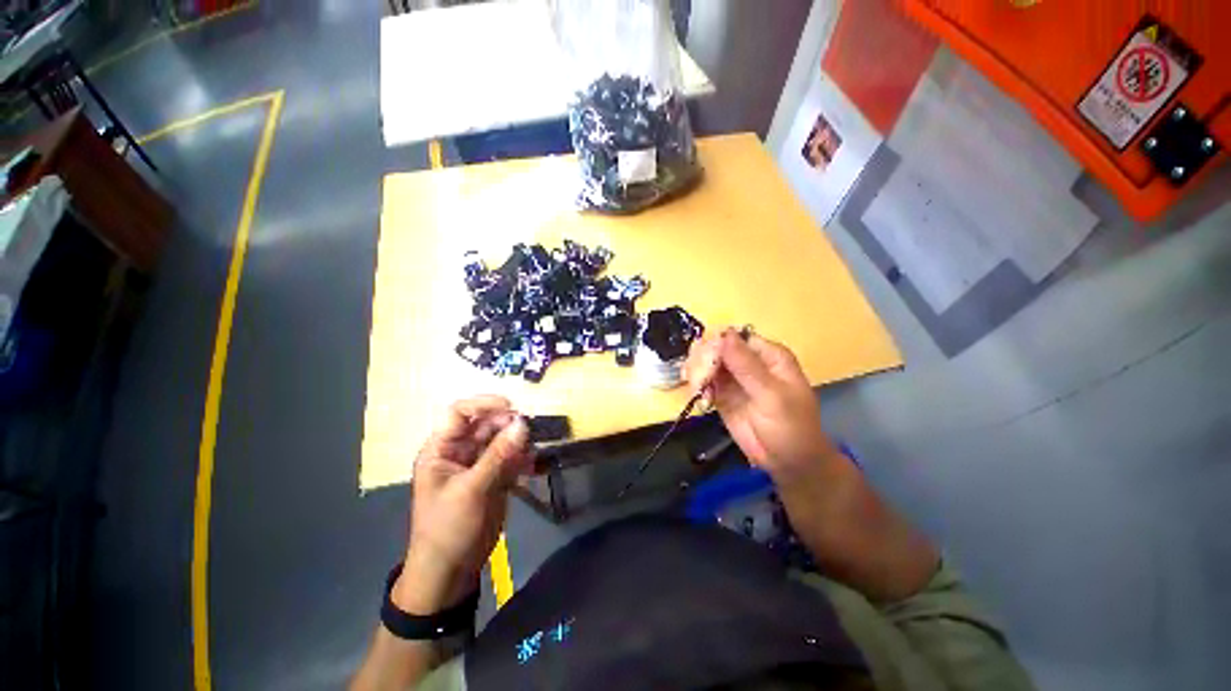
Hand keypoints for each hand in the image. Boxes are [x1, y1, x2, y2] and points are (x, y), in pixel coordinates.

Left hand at [395, 396, 531, 614]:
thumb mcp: (471, 489)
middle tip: (530, 430)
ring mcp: (479, 463)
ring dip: (519, 441)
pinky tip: (533, 465)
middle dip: (508, 424)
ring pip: (502, 439)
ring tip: (532, 450)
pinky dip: (523, 457)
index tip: (512, 406)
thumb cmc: (448, 528)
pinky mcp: (494, 476)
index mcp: (442, 449)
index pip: (460, 413)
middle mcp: (460, 451)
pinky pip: (511, 457)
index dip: (484, 404)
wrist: (451, 570)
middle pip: (486, 424)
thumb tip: (523, 423)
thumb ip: (498, 455)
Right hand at [685, 329, 837, 479]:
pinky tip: (701, 400)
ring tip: (698, 391)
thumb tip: (725, 334)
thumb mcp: (771, 395)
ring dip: (697, 374)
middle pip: (716, 349)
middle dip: (703, 361)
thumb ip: (746, 365)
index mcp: (768, 355)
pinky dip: (697, 388)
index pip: (735, 338)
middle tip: (699, 380)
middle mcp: (748, 362)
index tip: (705, 360)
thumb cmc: (790, 427)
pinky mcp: (722, 395)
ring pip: (706, 364)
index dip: (717, 345)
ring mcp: (733, 379)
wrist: (789, 464)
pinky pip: (703, 382)